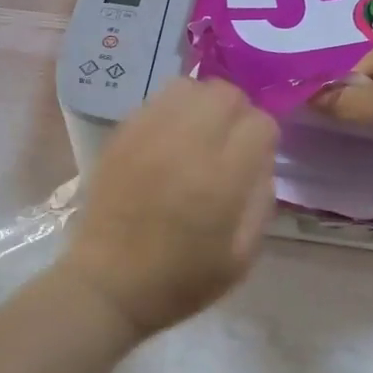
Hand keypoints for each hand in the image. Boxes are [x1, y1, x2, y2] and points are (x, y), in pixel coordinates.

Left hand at [63, 78, 277, 338]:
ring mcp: (149, 134)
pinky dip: (173, 109)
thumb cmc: (181, 280)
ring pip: (190, 86)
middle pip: (226, 94)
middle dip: (238, 112)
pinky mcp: (122, 134)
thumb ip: (261, 201)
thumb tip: (261, 161)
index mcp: (222, 179)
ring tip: (200, 132)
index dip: (264, 139)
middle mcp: (186, 145)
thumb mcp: (242, 257)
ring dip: (205, 104)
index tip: (255, 158)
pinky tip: (170, 138)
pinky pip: (157, 99)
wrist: (109, 285)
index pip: (259, 123)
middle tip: (230, 141)